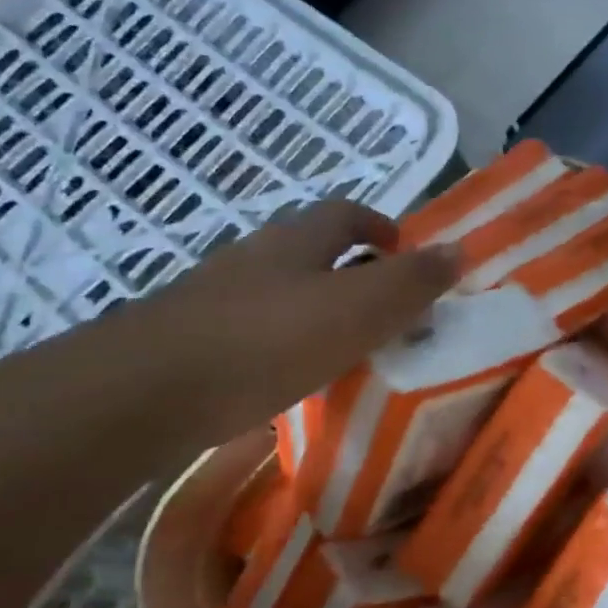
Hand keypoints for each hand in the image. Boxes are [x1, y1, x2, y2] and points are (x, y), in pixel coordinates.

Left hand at [132, 200, 459, 437]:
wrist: (146, 393)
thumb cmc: (268, 341)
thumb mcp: (359, 309)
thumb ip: (412, 282)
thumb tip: (461, 249)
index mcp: (297, 241)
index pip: (345, 213)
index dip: (380, 226)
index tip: (405, 252)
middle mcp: (255, 258)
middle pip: (312, 251)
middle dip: (352, 270)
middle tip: (387, 311)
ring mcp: (217, 299)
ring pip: (282, 292)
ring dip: (319, 309)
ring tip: (349, 350)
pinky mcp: (193, 342)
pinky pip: (255, 331)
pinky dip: (285, 344)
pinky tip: (294, 379)